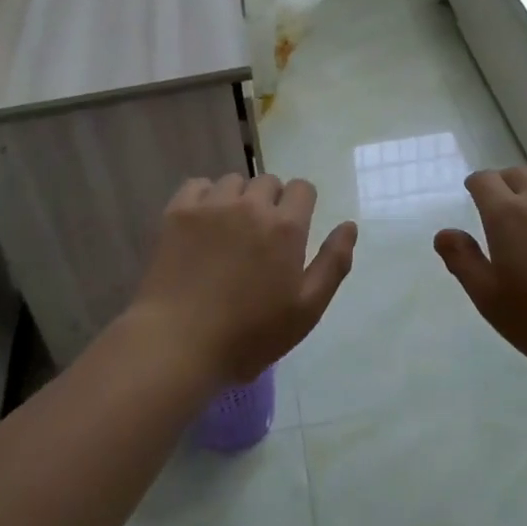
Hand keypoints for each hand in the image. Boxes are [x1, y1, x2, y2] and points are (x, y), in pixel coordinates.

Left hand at [128, 173, 356, 387]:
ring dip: (238, 199)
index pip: (302, 188)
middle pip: (268, 181)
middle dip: (270, 202)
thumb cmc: (249, 335)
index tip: (292, 233)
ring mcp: (211, 206)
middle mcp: (250, 205)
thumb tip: (349, 225)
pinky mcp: (177, 212)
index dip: (301, 206)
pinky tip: (202, 224)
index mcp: (285, 227)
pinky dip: (205, 197)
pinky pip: (198, 185)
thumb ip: (333, 264)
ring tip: (229, 232)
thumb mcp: (306, 310)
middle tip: (260, 238)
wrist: (177, 344)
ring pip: (234, 181)